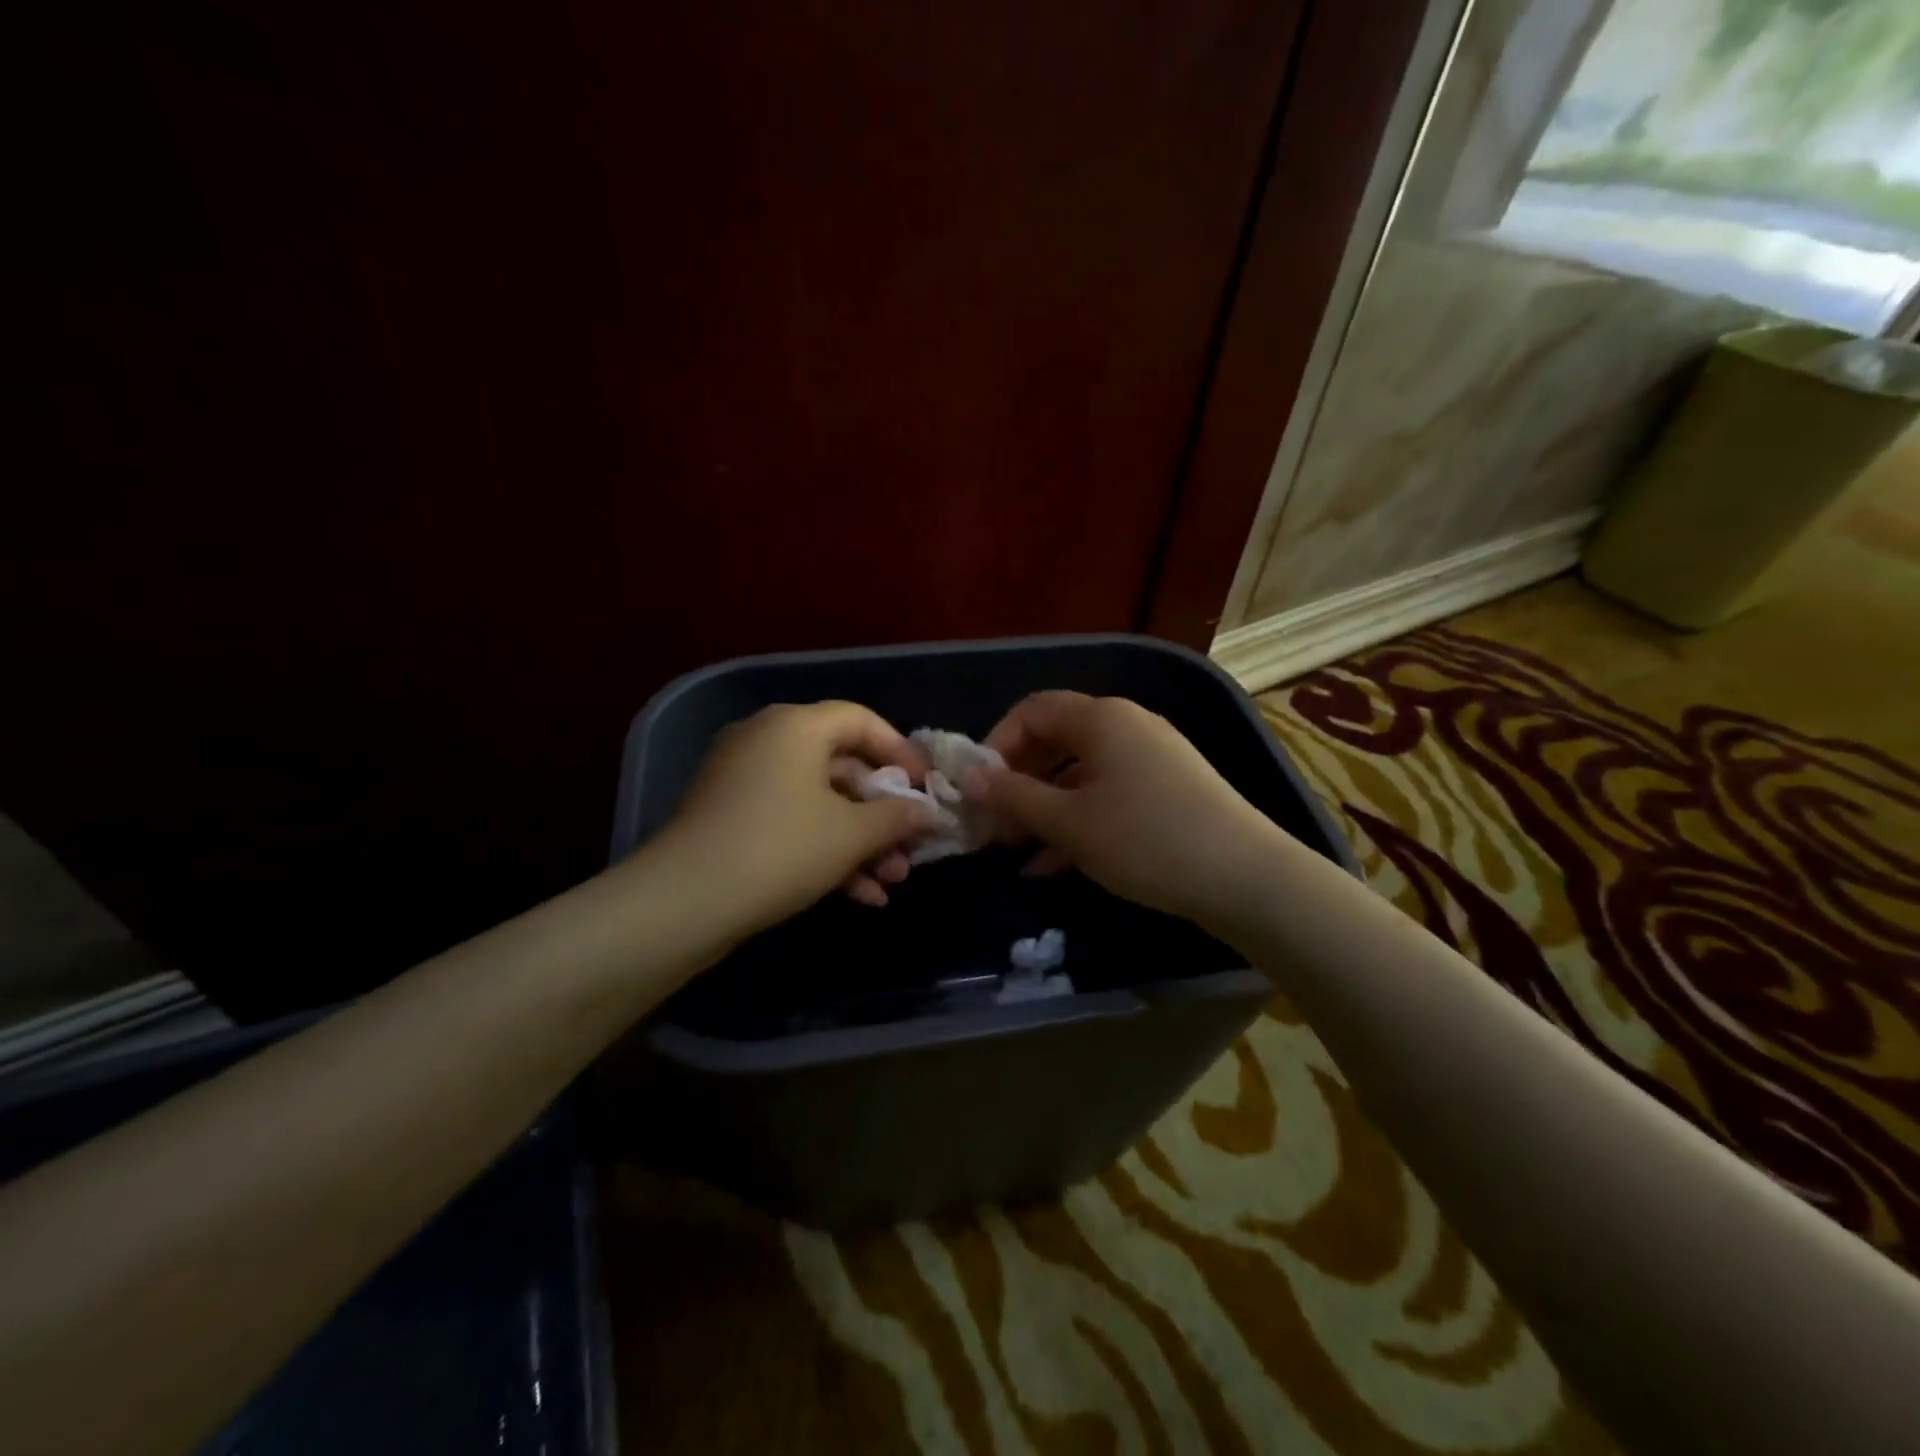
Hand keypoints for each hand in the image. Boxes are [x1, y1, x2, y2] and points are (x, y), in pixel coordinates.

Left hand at [654, 702, 937, 939]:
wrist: (684, 902)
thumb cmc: (781, 849)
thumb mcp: (851, 834)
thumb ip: (897, 817)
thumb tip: (929, 813)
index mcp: (795, 726)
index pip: (861, 721)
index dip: (901, 752)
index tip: (926, 788)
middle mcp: (767, 742)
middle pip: (842, 767)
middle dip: (882, 814)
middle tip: (911, 848)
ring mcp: (745, 782)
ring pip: (819, 803)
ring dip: (860, 842)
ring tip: (892, 882)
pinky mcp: (732, 819)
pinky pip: (792, 823)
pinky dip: (826, 852)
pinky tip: (861, 895)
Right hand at [966, 691, 1287, 928]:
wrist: (1246, 878)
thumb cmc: (1145, 839)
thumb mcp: (1069, 823)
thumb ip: (1014, 798)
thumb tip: (968, 779)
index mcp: (1101, 718)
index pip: (1032, 710)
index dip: (996, 744)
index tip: (976, 788)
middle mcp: (1127, 727)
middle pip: (1056, 741)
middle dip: (1018, 782)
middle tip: (991, 823)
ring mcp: (1151, 758)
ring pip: (1080, 774)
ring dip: (1043, 808)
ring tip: (1014, 851)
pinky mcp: (1168, 790)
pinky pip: (1108, 795)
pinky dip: (1077, 820)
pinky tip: (1052, 866)